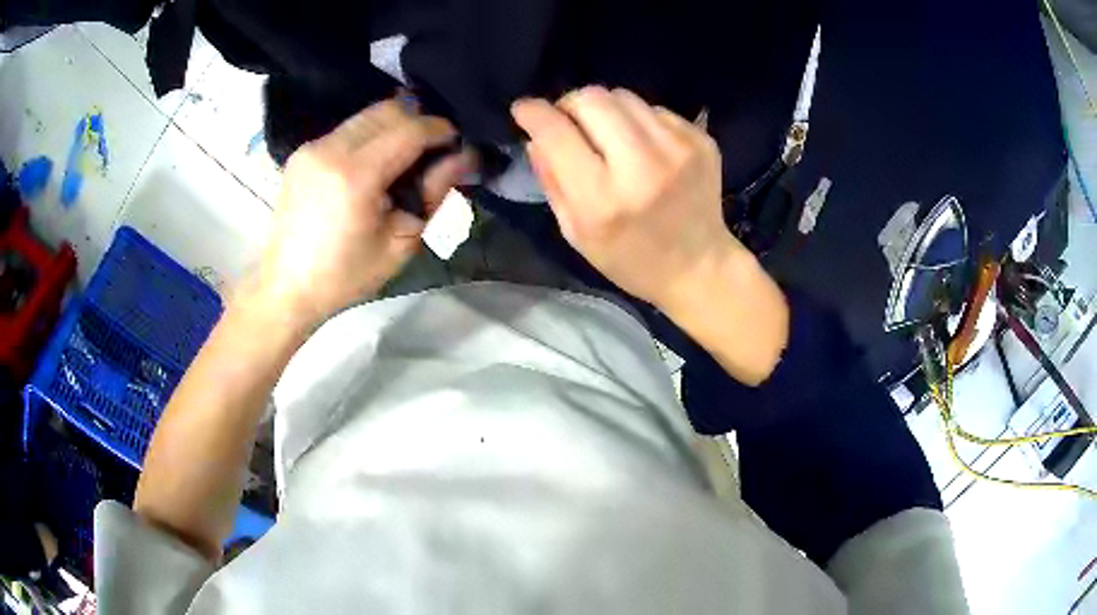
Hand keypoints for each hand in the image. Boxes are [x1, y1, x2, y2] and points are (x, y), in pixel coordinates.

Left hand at [254, 99, 475, 325]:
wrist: (287, 287)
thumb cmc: (346, 275)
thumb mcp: (402, 242)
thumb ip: (435, 191)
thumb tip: (467, 156)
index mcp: (355, 176)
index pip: (410, 130)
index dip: (440, 131)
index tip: (456, 144)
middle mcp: (331, 149)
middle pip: (388, 110)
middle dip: (418, 123)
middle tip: (431, 152)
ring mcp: (312, 147)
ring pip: (367, 115)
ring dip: (393, 127)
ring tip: (403, 159)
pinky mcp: (302, 152)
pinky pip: (347, 129)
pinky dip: (370, 136)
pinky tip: (373, 165)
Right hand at [511, 86, 740, 312]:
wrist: (699, 267)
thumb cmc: (630, 259)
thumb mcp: (576, 233)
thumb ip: (551, 180)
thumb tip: (534, 135)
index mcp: (602, 199)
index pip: (556, 132)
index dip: (532, 113)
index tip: (523, 109)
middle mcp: (642, 165)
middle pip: (592, 98)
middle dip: (570, 105)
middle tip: (569, 124)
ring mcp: (678, 148)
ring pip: (623, 96)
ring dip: (605, 111)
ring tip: (608, 137)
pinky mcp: (701, 140)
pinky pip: (654, 109)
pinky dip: (638, 122)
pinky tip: (644, 148)